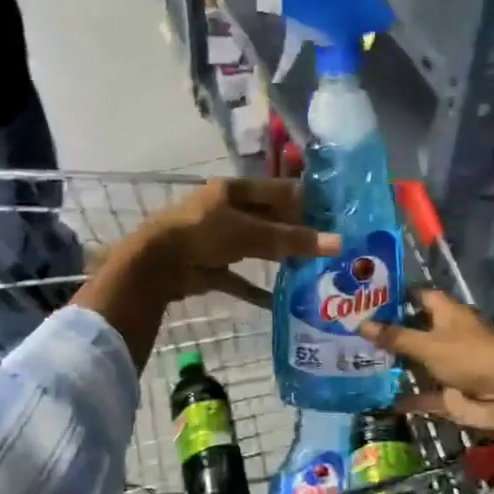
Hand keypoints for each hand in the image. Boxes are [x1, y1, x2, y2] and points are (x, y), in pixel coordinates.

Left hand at [137, 177, 336, 306]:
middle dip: (292, 233)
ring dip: (277, 258)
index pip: (275, 191)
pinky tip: (279, 302)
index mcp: (232, 190)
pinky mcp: (208, 267)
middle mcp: (224, 211)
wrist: (156, 264)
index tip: (332, 214)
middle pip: (266, 220)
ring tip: (309, 269)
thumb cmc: (204, 233)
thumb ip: (291, 240)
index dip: (302, 201)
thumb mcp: (250, 233)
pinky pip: (238, 278)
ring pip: (254, 247)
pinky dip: (255, 290)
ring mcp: (214, 240)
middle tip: (326, 246)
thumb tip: (338, 243)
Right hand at [361, 289, 493, 435]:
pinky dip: (406, 398)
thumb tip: (361, 323)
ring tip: (357, 362)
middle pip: (414, 330)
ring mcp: (448, 365)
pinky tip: (378, 399)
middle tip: (352, 331)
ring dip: (394, 365)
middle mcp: (447, 335)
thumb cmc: (469, 355)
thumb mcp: (427, 344)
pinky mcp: (450, 393)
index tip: (366, 297)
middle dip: (388, 332)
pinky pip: (423, 394)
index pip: (418, 296)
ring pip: (417, 363)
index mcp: (446, 313)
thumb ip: (395, 337)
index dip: (395, 295)